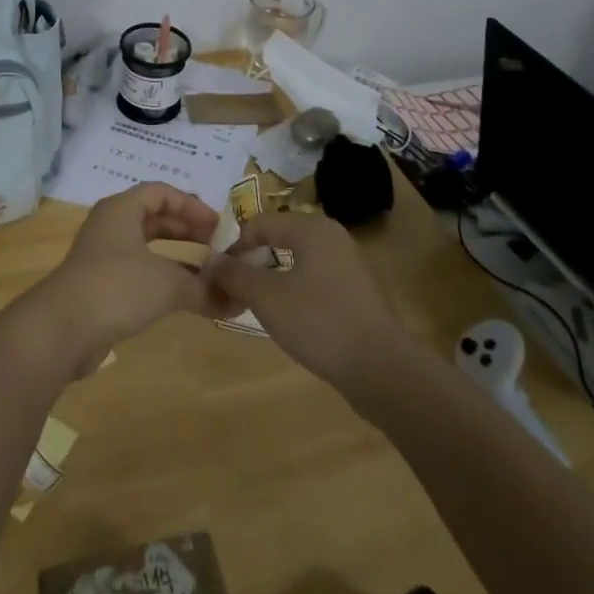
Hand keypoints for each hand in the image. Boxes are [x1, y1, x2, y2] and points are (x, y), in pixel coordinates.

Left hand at [14, 184, 219, 370]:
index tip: (218, 226)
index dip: (191, 205)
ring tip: (208, 274)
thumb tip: (234, 299)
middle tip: (217, 246)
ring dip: (177, 259)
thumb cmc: (117, 287)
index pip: (161, 192)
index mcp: (121, 209)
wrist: (62, 328)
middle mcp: (110, 226)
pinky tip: (184, 298)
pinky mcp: (99, 286)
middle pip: (154, 218)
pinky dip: (162, 280)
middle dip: (187, 231)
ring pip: (146, 248)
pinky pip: (138, 273)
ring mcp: (102, 257)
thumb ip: (203, 288)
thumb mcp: (167, 283)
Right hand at [205, 212, 416, 395]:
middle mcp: (333, 238)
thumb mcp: (266, 297)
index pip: (260, 223)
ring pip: (297, 262)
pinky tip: (287, 319)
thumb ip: (234, 274)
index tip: (216, 273)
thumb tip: (210, 260)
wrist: (383, 370)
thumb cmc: (319, 322)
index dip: (233, 244)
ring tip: (254, 305)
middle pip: (279, 239)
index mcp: (312, 228)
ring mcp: (349, 266)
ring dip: (271, 279)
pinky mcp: (357, 294)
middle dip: (252, 262)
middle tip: (233, 288)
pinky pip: (315, 282)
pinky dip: (294, 293)